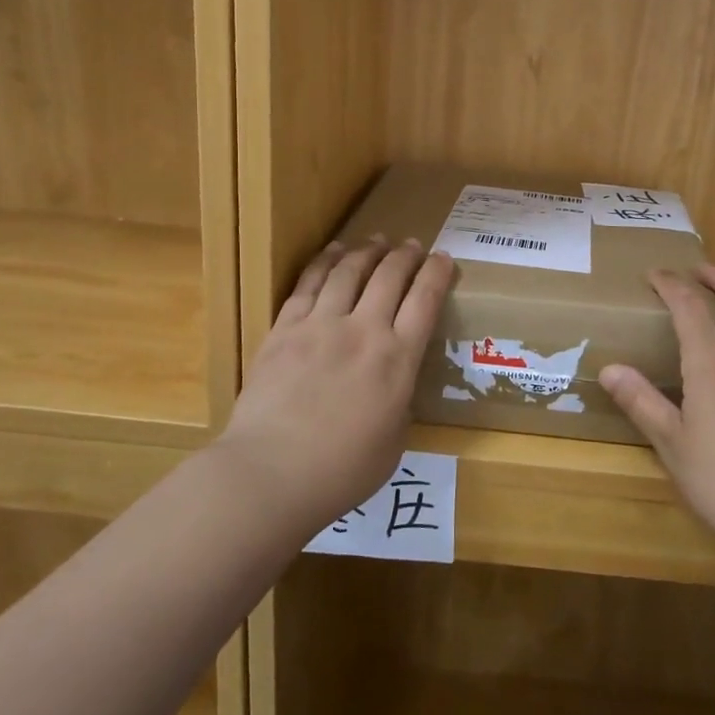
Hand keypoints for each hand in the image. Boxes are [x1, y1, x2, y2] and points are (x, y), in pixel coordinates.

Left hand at [220, 236, 455, 530]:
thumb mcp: (394, 441)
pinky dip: (324, 262)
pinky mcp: (284, 329)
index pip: (425, 301)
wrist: (271, 473)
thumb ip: (399, 404)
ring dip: (366, 251)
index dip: (437, 274)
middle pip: (389, 277)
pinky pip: (308, 284)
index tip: (443, 259)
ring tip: (375, 241)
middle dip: (405, 256)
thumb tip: (395, 387)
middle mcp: (364, 331)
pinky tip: (332, 253)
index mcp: (398, 360)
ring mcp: (321, 325)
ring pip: (349, 271)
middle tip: (412, 245)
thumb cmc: (342, 471)